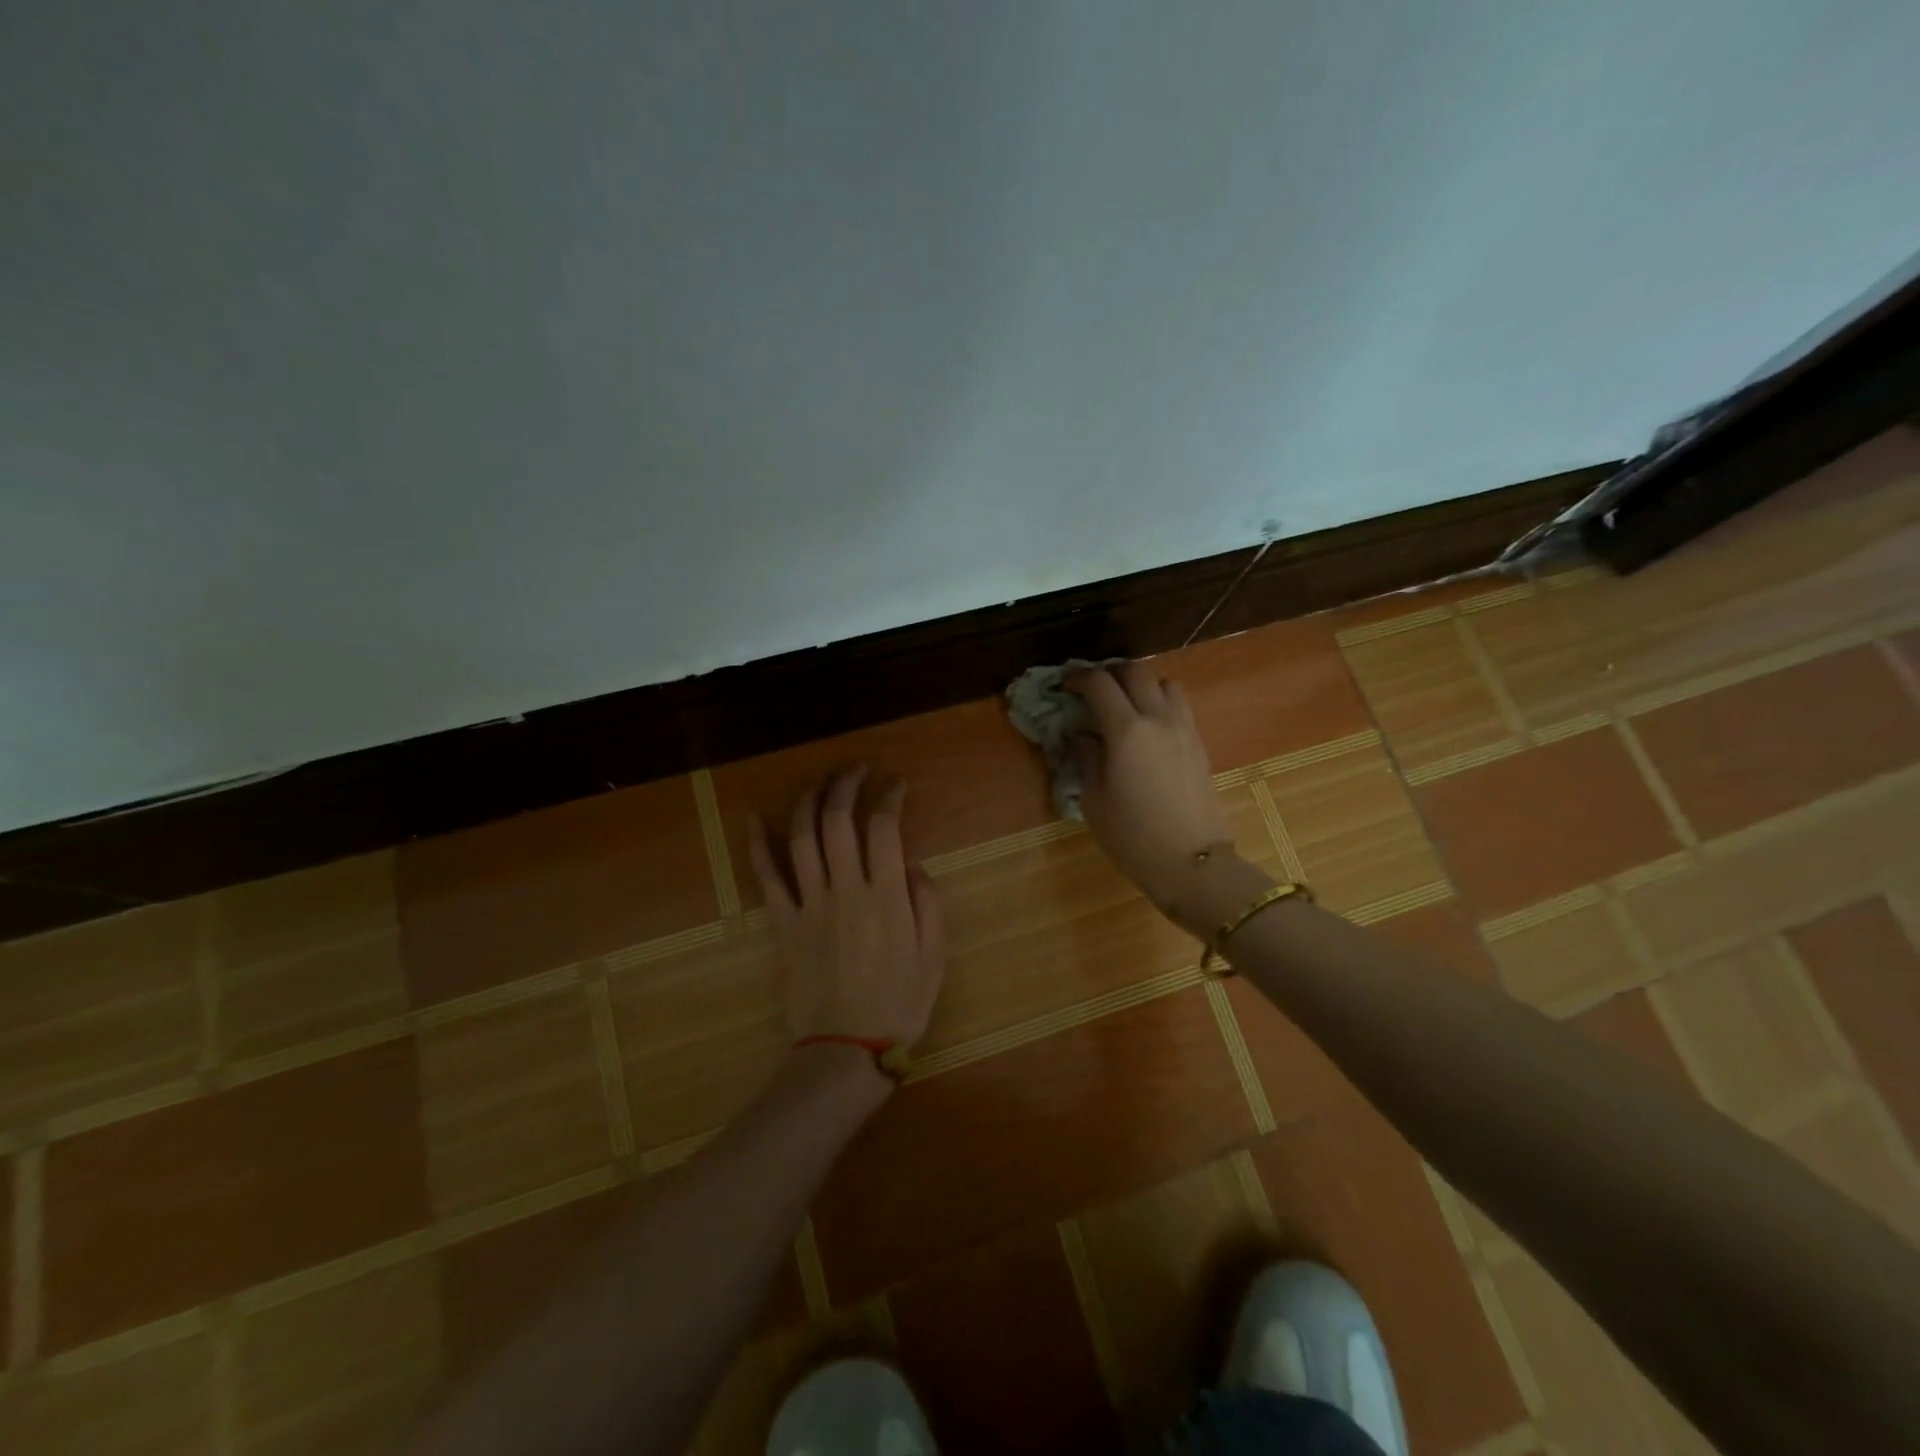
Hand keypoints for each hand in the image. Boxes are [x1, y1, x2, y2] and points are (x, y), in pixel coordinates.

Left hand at [747, 768, 946, 1051]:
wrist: (846, 1050)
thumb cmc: (900, 1004)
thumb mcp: (935, 956)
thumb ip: (927, 902)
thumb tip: (909, 862)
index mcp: (886, 897)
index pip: (884, 827)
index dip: (889, 797)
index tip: (895, 785)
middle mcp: (845, 890)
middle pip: (838, 821)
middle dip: (846, 785)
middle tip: (856, 770)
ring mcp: (809, 905)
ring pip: (802, 838)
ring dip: (808, 802)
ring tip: (819, 782)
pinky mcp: (783, 924)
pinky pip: (766, 878)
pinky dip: (757, 845)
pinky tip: (752, 817)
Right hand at [1068, 663, 1233, 906]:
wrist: (1193, 863)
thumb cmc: (1133, 836)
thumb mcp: (1094, 800)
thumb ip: (1086, 758)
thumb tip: (1083, 736)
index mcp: (1126, 731)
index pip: (1099, 684)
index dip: (1077, 677)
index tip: (1063, 685)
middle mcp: (1158, 719)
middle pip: (1136, 671)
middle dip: (1110, 672)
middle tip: (1092, 688)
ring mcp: (1184, 729)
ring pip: (1165, 683)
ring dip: (1142, 684)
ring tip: (1126, 705)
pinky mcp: (1199, 745)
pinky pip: (1179, 707)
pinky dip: (1160, 704)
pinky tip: (1148, 729)